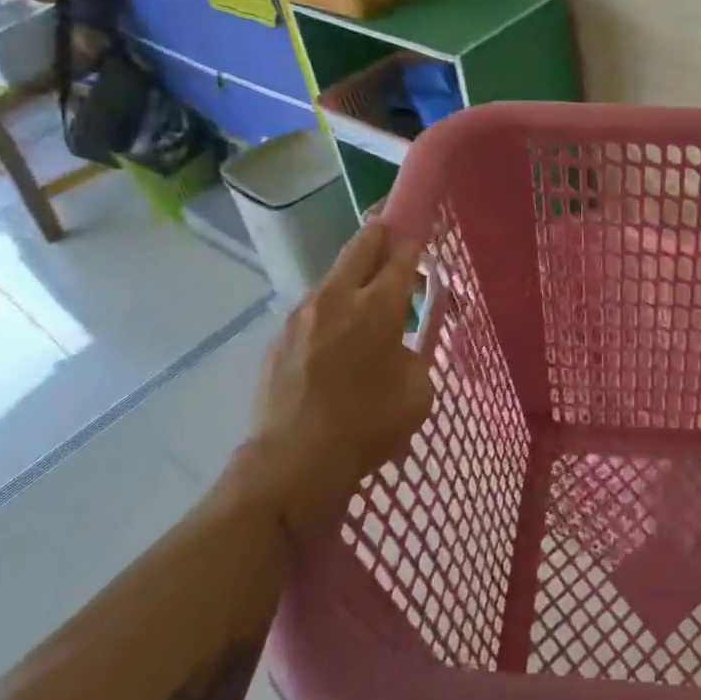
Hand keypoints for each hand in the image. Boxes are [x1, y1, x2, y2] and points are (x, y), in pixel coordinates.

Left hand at [232, 222, 432, 541]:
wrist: (291, 464)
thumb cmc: (367, 426)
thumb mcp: (418, 391)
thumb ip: (416, 354)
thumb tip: (402, 344)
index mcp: (379, 305)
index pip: (402, 255)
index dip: (415, 242)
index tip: (421, 238)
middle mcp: (338, 296)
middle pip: (362, 244)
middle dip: (381, 235)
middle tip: (394, 244)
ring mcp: (302, 314)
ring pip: (334, 276)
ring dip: (353, 279)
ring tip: (364, 307)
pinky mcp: (278, 337)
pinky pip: (312, 310)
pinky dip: (329, 312)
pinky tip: (334, 344)